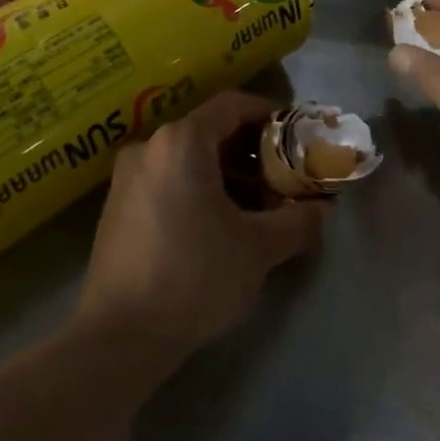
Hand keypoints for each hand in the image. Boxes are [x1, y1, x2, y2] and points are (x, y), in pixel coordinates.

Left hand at [75, 90, 324, 361]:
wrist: (120, 335)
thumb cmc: (195, 275)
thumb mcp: (258, 248)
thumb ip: (297, 221)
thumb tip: (322, 210)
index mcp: (182, 141)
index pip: (232, 105)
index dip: (268, 114)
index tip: (294, 136)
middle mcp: (150, 147)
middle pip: (210, 131)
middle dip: (251, 150)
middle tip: (282, 176)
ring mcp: (127, 176)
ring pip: (188, 158)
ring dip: (226, 173)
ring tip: (258, 206)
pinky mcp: (117, 206)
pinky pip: (167, 179)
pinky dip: (198, 188)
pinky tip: (219, 224)